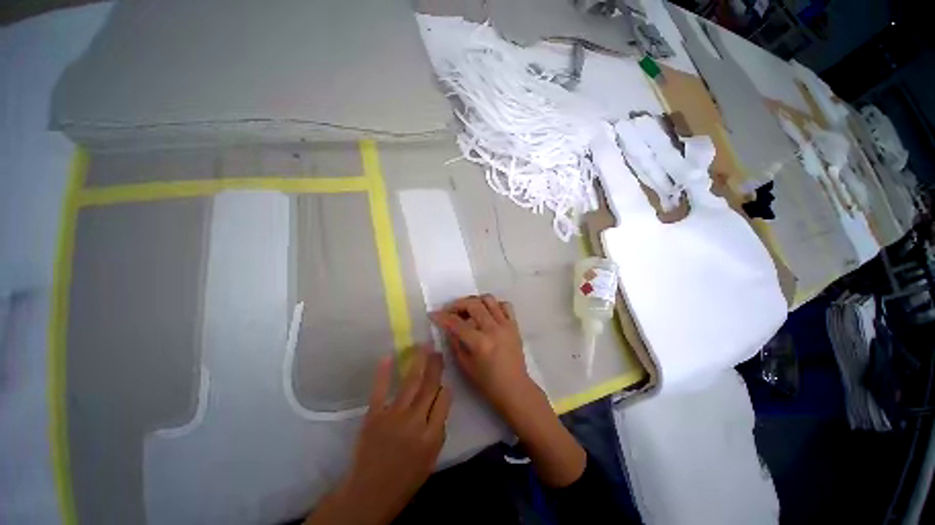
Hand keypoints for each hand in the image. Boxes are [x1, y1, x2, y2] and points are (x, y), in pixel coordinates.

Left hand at [305, 347, 450, 524]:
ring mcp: (393, 416)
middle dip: (435, 366)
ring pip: (410, 383)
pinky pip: (380, 390)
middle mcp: (415, 421)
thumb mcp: (431, 460)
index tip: (443, 380)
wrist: (369, 494)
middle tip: (437, 350)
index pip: (444, 400)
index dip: (445, 387)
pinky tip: (388, 357)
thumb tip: (441, 400)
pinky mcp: (374, 416)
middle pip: (429, 386)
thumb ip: (438, 429)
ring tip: (423, 346)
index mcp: (432, 435)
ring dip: (418, 362)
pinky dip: (384, 373)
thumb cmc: (404, 479)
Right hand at [432, 295, 585, 487]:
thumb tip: (448, 326)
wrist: (514, 388)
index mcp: (480, 343)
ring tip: (468, 309)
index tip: (433, 314)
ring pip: (489, 299)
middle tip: (450, 310)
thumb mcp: (465, 365)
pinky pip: (505, 305)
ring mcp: (506, 325)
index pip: (456, 323)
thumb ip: (455, 342)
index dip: (442, 317)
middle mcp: (493, 329)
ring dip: (475, 301)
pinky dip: (494, 305)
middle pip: (473, 304)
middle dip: (457, 304)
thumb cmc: (487, 382)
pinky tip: (487, 312)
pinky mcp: (514, 324)